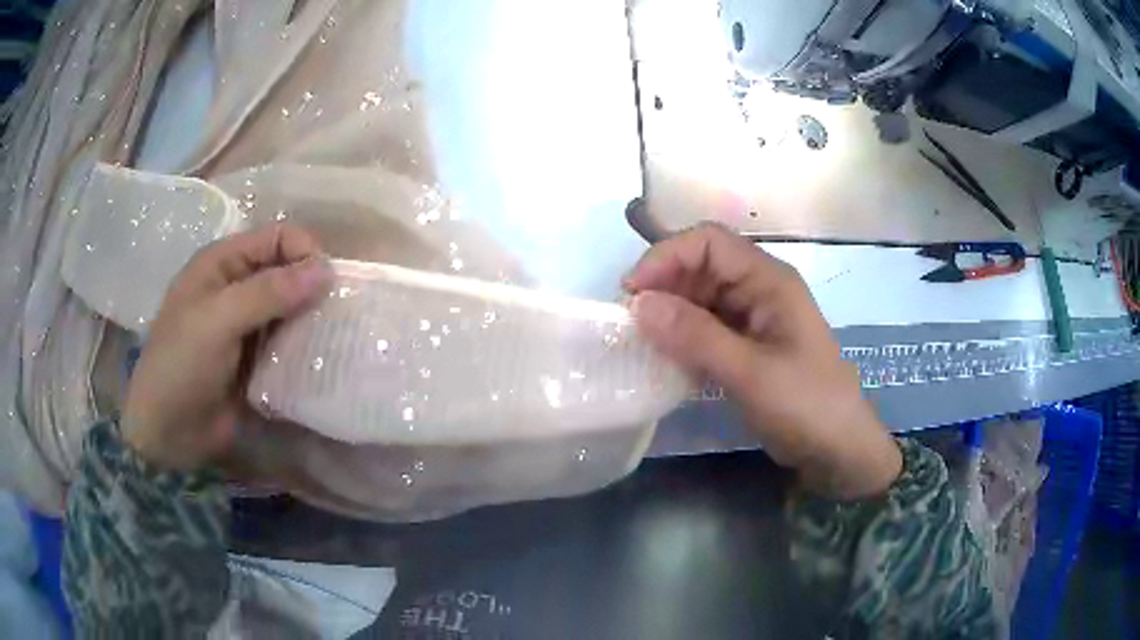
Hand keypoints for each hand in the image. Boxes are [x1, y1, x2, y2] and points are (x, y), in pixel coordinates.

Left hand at [122, 225, 333, 470]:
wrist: (167, 433)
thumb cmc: (181, 366)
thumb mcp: (217, 321)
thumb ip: (268, 293)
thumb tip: (327, 270)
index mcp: (223, 264)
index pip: (276, 238)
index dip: (304, 252)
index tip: (329, 284)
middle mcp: (238, 288)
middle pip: (288, 272)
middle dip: (313, 289)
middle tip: (337, 317)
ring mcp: (248, 327)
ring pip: (293, 310)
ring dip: (313, 322)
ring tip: (335, 342)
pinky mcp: (258, 361)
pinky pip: (290, 345)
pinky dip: (306, 350)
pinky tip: (321, 363)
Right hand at [626, 224, 900, 499]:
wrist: (838, 449)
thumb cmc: (805, 405)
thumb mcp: (750, 372)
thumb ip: (695, 336)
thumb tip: (639, 304)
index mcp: (768, 280)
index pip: (709, 242)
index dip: (666, 256)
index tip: (632, 292)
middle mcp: (759, 288)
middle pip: (701, 266)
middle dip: (663, 285)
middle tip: (629, 322)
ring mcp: (753, 317)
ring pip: (700, 297)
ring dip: (669, 312)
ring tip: (640, 340)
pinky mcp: (747, 344)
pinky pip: (706, 327)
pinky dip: (682, 336)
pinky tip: (664, 357)